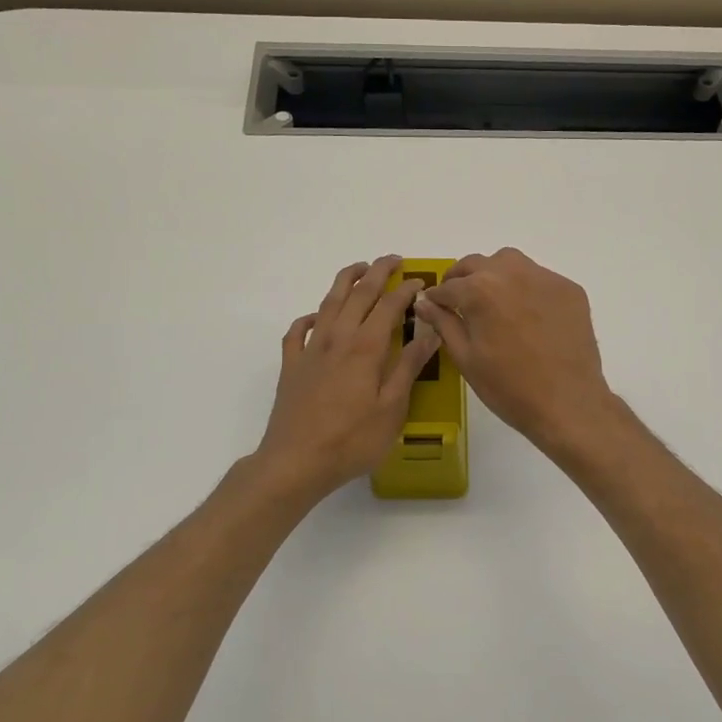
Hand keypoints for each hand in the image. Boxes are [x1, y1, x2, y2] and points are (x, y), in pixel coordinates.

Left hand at [253, 255, 440, 500]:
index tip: (421, 281)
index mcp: (365, 348)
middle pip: (357, 295)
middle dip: (377, 273)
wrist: (296, 462)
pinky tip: (315, 317)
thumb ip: (408, 366)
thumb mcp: (392, 408)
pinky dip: (308, 318)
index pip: (389, 307)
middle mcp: (336, 340)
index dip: (406, 291)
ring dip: (344, 282)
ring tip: (358, 269)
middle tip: (392, 259)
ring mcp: (310, 351)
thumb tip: (430, 331)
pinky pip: (297, 332)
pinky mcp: (291, 367)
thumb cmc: (352, 440)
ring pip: (327, 304)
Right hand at [414, 248, 614, 454]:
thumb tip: (424, 303)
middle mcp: (511, 273)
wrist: (568, 404)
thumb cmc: (508, 388)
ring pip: (511, 262)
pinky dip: (526, 288)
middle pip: (477, 264)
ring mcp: (545, 278)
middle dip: (462, 279)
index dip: (437, 298)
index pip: (448, 286)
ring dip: (494, 274)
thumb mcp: (466, 358)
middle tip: (459, 301)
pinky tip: (528, 315)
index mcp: (480, 290)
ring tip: (493, 301)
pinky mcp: (570, 289)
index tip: (435, 306)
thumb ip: (444, 323)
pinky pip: (540, 278)